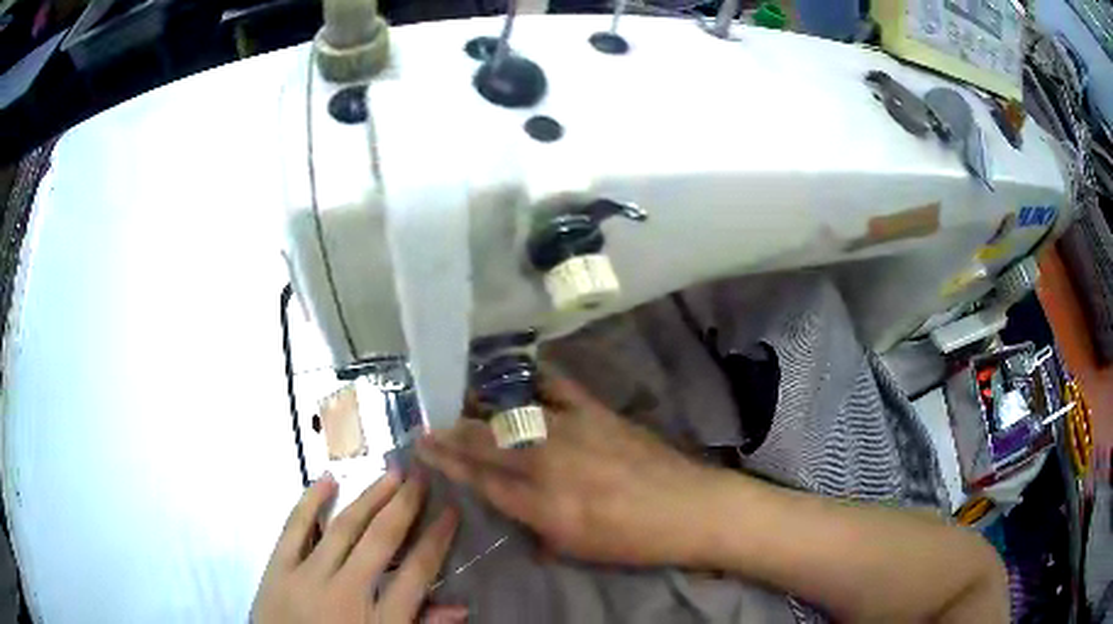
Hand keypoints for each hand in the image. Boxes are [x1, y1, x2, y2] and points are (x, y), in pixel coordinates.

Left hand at [252, 472, 464, 623]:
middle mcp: (346, 592)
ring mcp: (308, 576)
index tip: (451, 510)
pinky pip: (294, 529)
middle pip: (380, 540)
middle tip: (421, 475)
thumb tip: (460, 608)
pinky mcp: (278, 569)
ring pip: (343, 528)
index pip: (416, 572)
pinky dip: (310, 502)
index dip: (437, 539)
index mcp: (380, 621)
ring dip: (369, 497)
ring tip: (390, 473)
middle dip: (405, 505)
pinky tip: (327, 479)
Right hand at [417, 373, 715, 566]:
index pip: (480, 479)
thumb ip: (535, 526)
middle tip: (427, 423)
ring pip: (511, 414)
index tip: (423, 447)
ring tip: (459, 398)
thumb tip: (512, 505)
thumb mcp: (575, 549)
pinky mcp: (596, 411)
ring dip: (479, 405)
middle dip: (450, 432)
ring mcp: (572, 432)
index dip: (447, 461)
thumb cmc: (632, 540)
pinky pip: (557, 386)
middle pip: (485, 442)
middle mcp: (548, 464)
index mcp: (541, 505)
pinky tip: (516, 373)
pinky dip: (533, 378)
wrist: (688, 508)